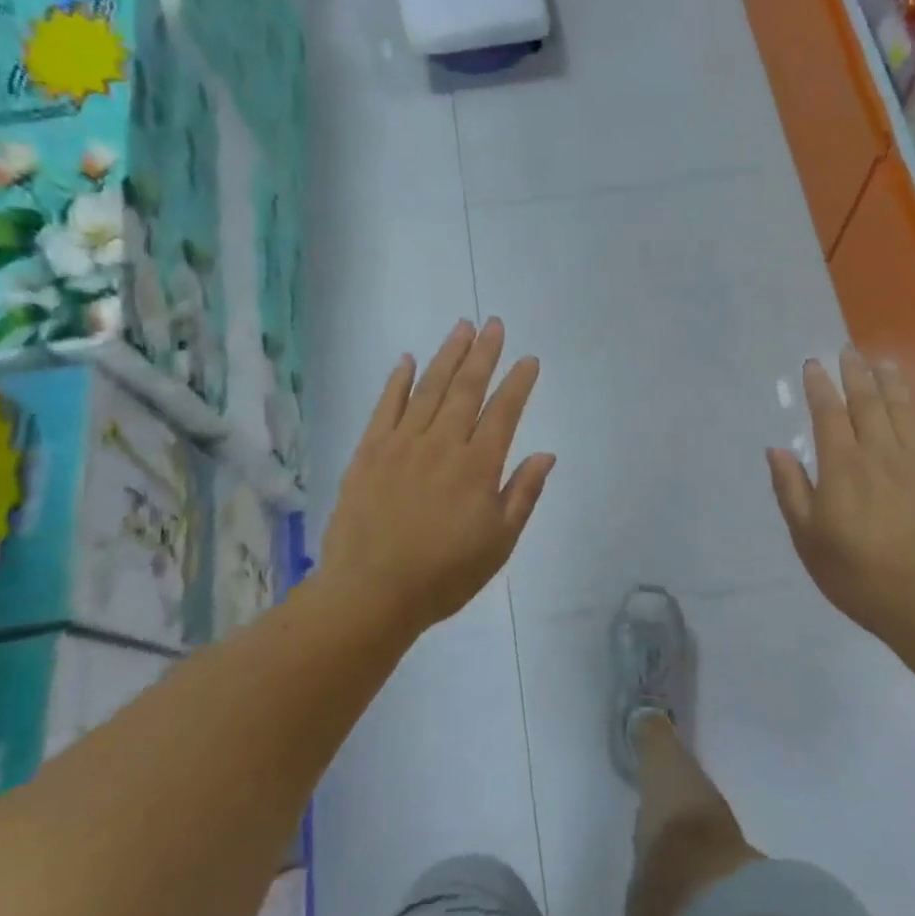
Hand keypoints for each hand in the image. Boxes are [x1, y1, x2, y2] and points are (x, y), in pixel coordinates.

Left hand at [321, 318, 555, 638]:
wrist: (371, 592)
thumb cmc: (444, 574)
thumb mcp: (498, 543)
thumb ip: (522, 494)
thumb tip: (545, 455)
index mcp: (477, 467)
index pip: (503, 412)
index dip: (518, 383)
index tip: (528, 359)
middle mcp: (441, 444)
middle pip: (466, 389)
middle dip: (483, 354)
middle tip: (493, 324)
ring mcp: (401, 444)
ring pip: (428, 389)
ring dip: (447, 355)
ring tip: (461, 327)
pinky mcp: (369, 452)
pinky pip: (385, 407)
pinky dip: (398, 381)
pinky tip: (407, 360)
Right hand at [767, 352, 914, 633]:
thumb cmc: (855, 571)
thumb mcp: (807, 535)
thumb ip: (791, 489)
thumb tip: (777, 450)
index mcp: (842, 465)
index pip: (828, 414)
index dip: (819, 387)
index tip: (813, 364)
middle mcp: (879, 452)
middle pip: (868, 402)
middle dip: (856, 374)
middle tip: (848, 350)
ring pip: (904, 411)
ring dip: (893, 383)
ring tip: (884, 362)